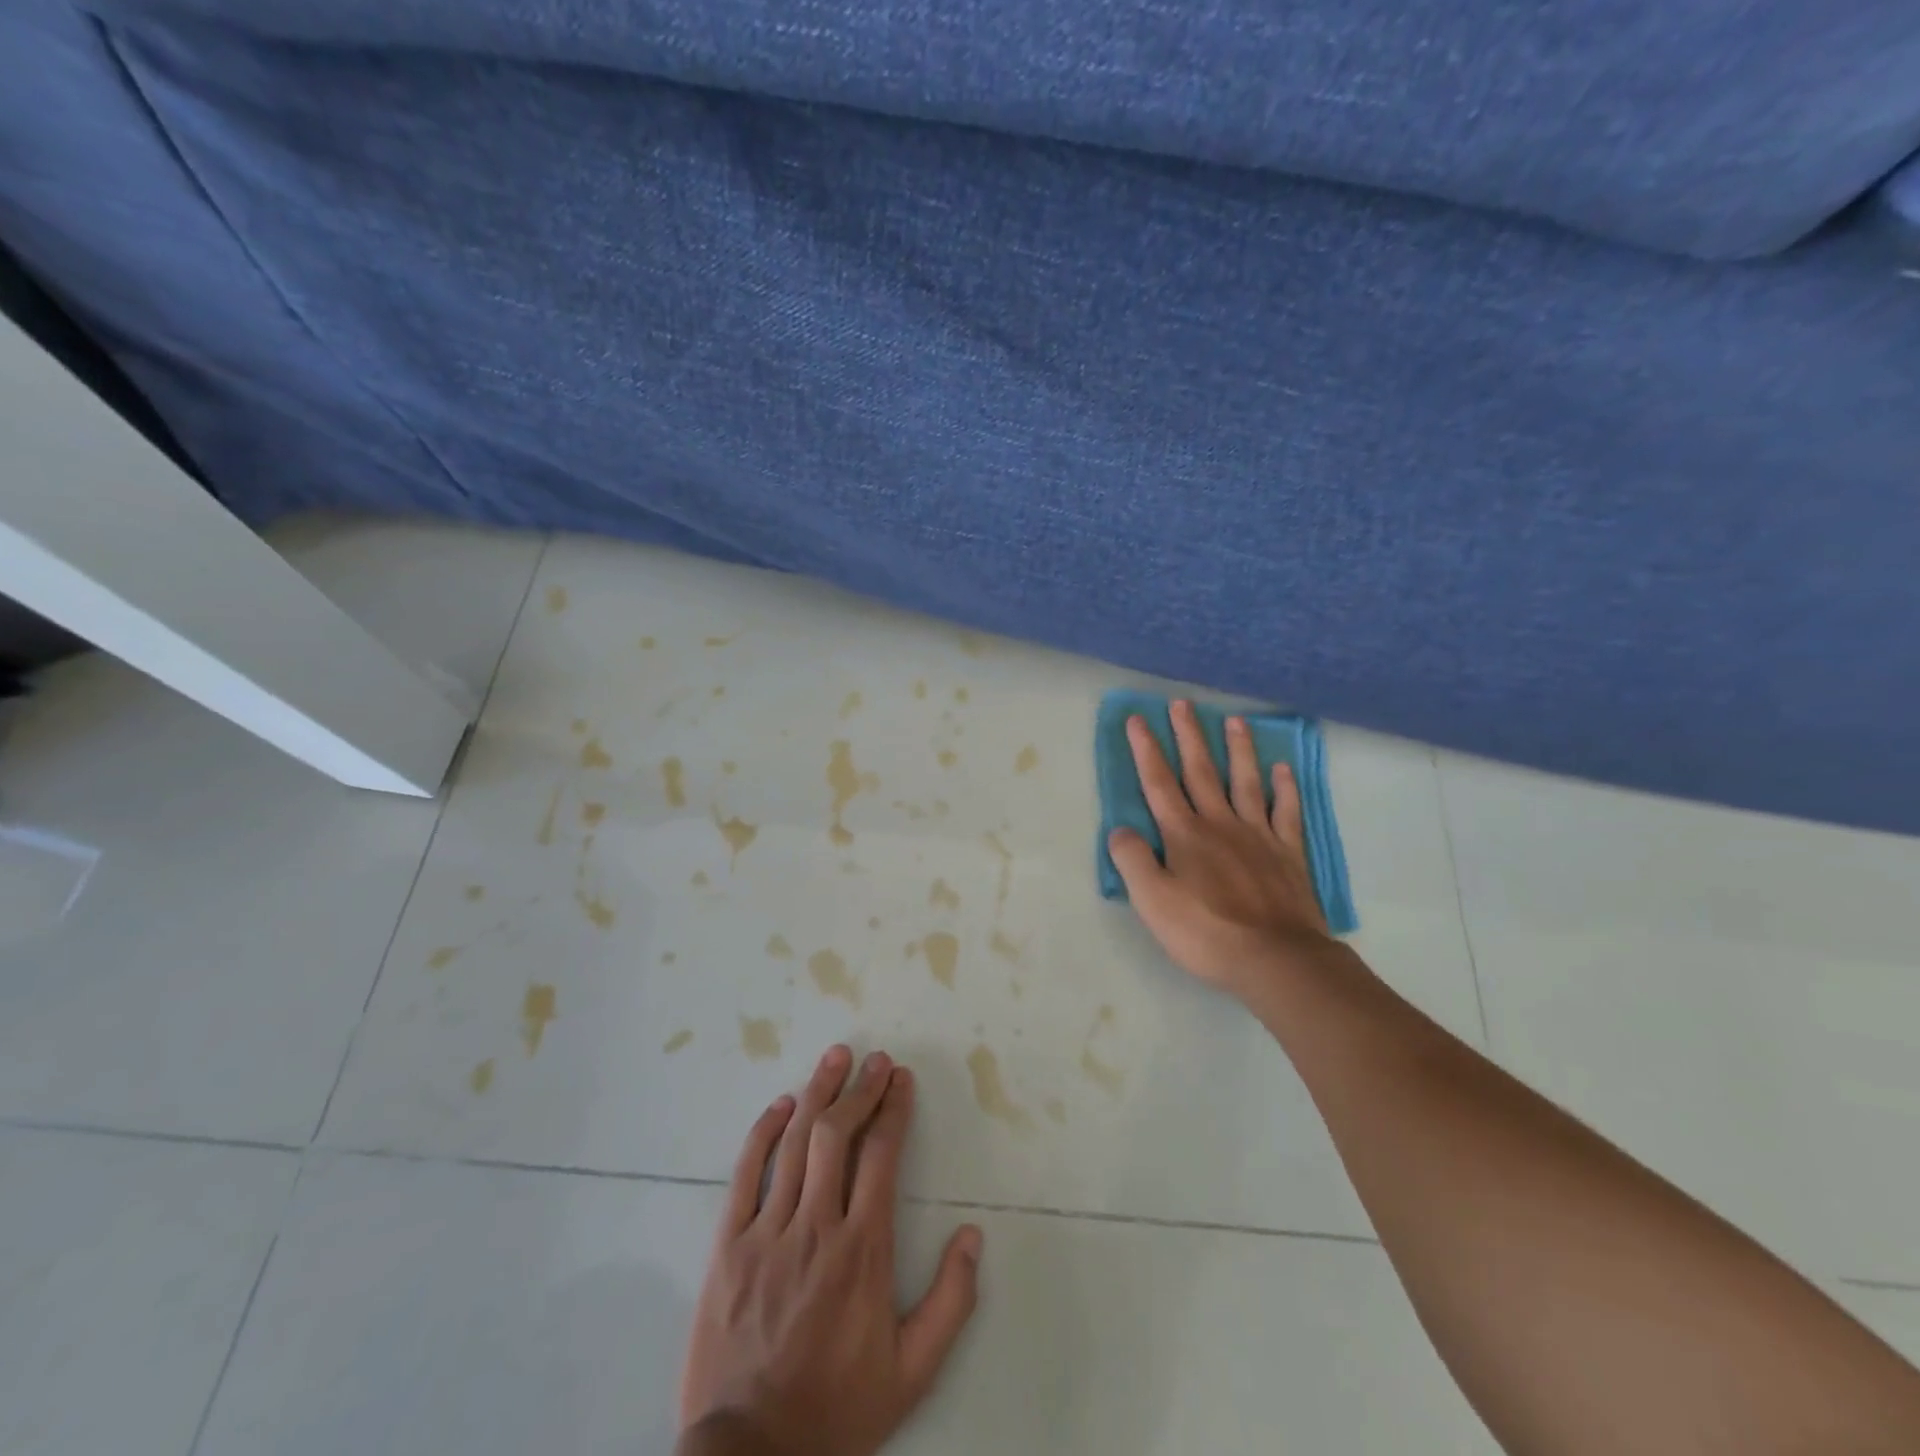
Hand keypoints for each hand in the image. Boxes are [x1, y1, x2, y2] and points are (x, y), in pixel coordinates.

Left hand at [678, 1046, 982, 1455]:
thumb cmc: (835, 1410)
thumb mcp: (911, 1373)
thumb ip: (951, 1303)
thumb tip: (973, 1234)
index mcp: (863, 1251)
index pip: (882, 1156)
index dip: (894, 1110)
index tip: (901, 1080)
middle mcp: (817, 1228)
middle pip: (838, 1135)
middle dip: (861, 1089)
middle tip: (876, 1060)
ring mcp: (768, 1233)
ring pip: (795, 1143)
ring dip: (819, 1093)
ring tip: (836, 1058)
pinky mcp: (728, 1246)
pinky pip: (745, 1175)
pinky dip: (763, 1133)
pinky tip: (781, 1105)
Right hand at [1108, 700, 1333, 997]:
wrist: (1276, 959)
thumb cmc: (1206, 933)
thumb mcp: (1152, 902)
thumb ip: (1132, 860)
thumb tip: (1120, 830)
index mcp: (1184, 834)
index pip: (1159, 783)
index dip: (1146, 750)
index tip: (1138, 719)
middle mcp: (1220, 824)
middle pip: (1201, 771)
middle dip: (1188, 736)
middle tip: (1182, 703)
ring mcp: (1258, 835)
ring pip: (1246, 781)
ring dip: (1238, 749)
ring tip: (1234, 720)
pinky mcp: (1288, 853)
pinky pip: (1286, 812)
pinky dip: (1284, 788)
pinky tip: (1283, 770)